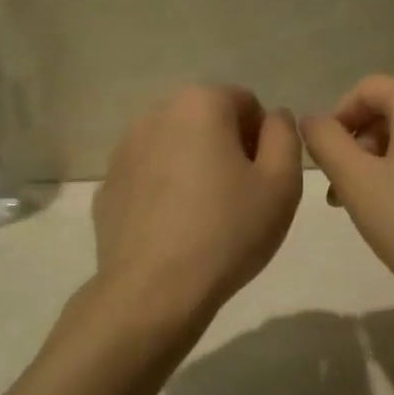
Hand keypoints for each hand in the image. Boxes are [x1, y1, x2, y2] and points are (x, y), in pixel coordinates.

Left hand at [93, 85, 303, 325]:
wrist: (153, 291)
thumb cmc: (228, 231)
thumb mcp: (282, 182)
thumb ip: (285, 135)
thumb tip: (273, 118)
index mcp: (200, 104)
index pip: (246, 102)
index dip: (264, 139)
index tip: (264, 179)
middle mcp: (156, 114)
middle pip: (207, 120)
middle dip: (228, 149)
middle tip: (241, 198)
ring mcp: (124, 150)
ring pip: (176, 147)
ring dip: (195, 167)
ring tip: (206, 216)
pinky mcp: (108, 186)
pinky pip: (149, 177)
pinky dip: (165, 191)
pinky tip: (174, 230)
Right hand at [301, 75, 393, 311]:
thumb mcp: (355, 180)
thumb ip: (325, 141)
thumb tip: (310, 119)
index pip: (366, 89)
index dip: (336, 119)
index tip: (322, 161)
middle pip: (389, 111)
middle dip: (356, 145)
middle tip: (338, 190)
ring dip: (376, 162)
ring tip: (360, 204)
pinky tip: (393, 209)